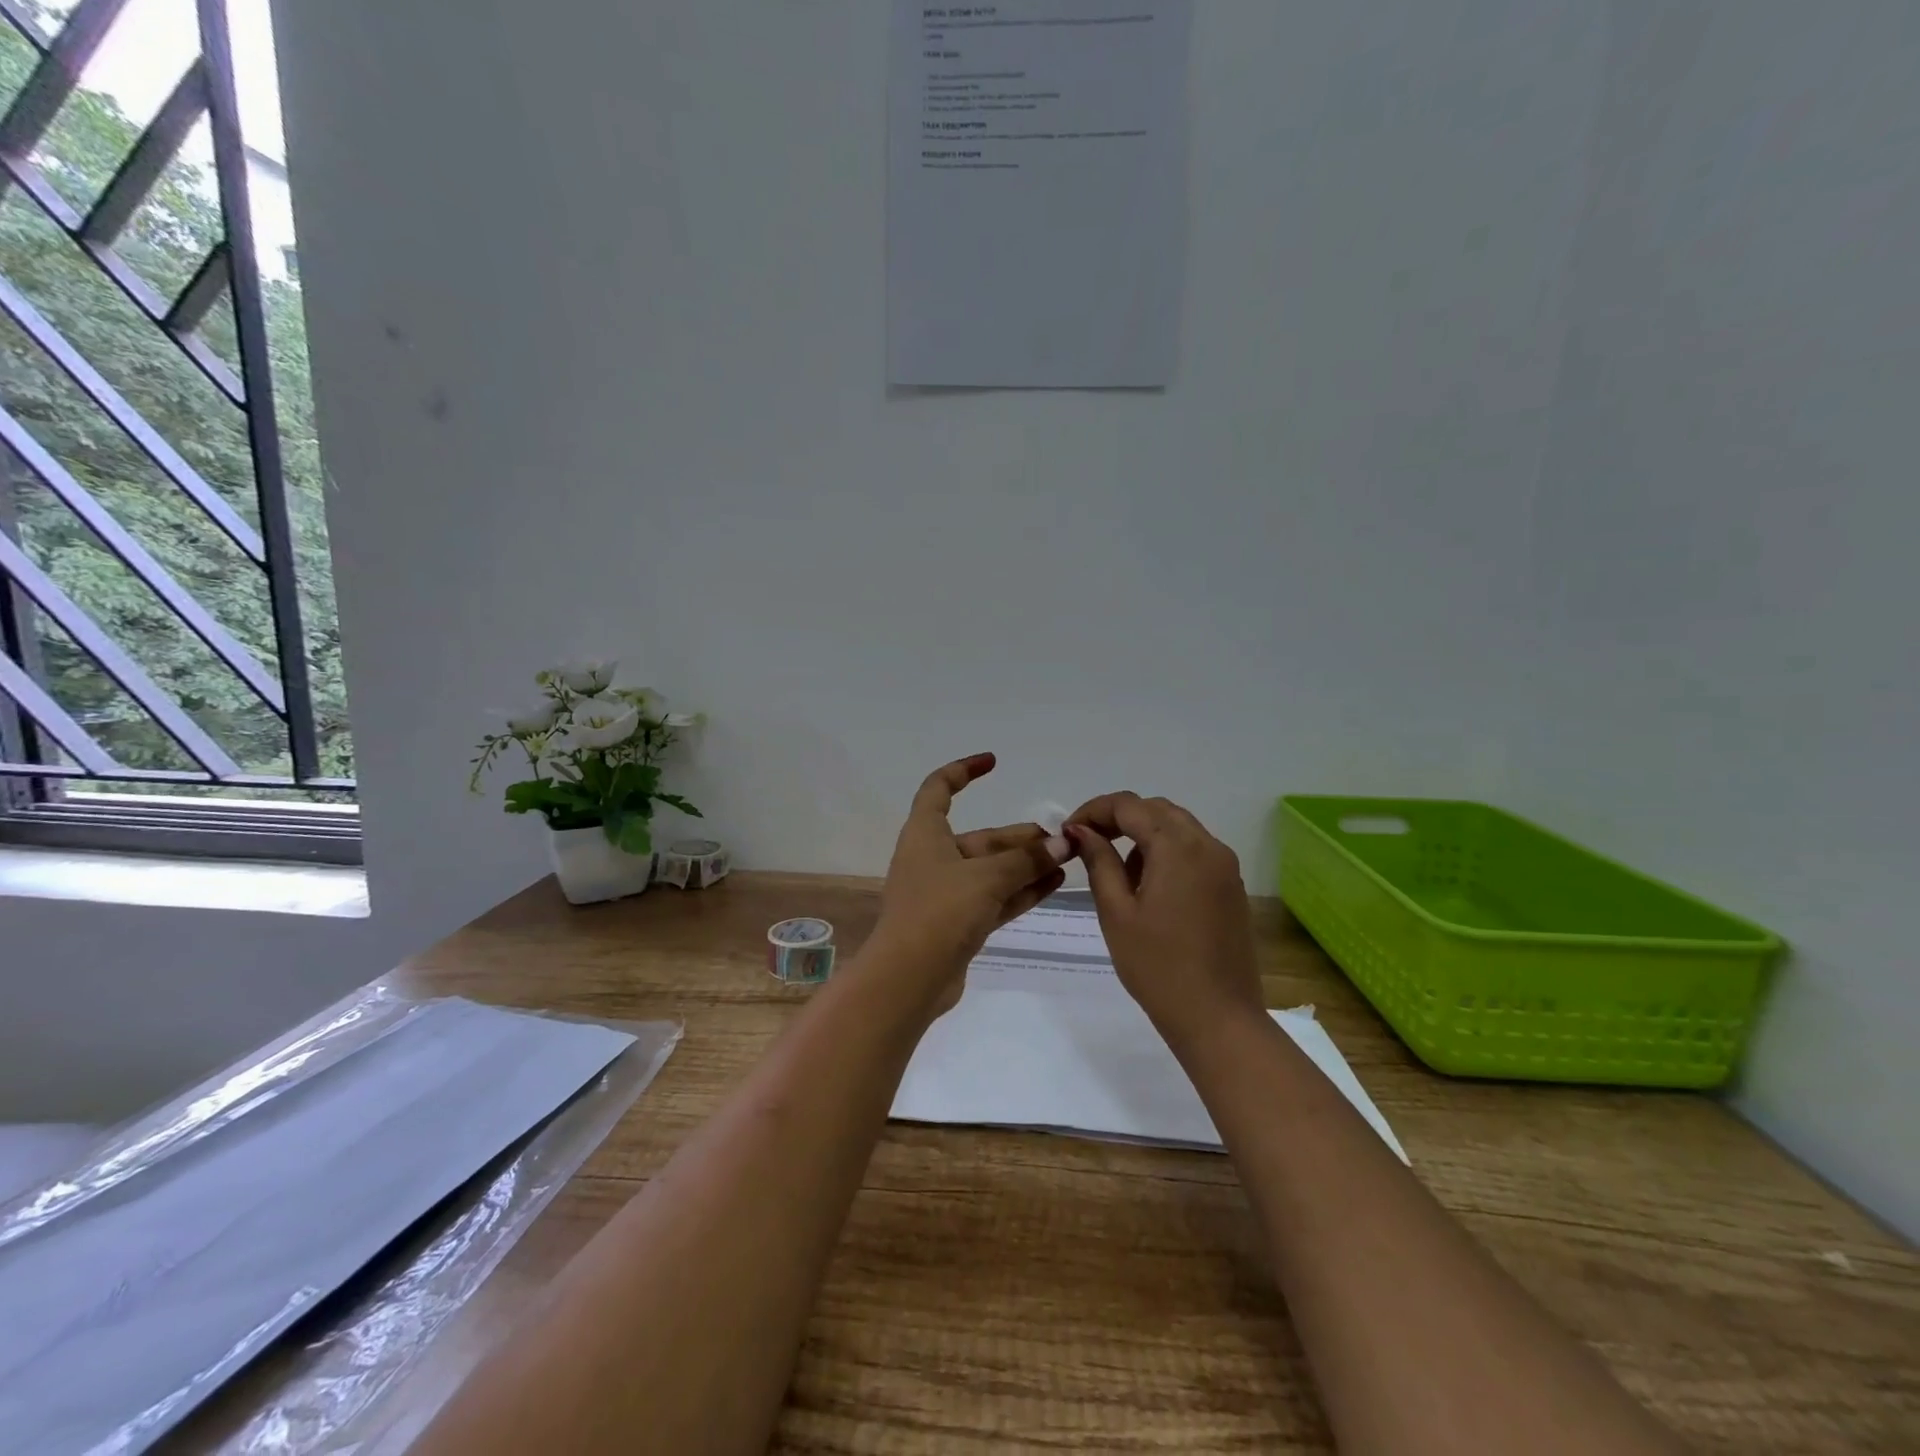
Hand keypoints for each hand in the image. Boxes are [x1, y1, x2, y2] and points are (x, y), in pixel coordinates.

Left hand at [872, 754, 1071, 1014]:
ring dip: (1026, 865)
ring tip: (1066, 858)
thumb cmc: (940, 911)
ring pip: (991, 870)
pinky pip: (994, 898)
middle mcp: (932, 858)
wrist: (909, 978)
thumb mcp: (986, 878)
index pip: (938, 788)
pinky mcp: (957, 923)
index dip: (963, 771)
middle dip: (1019, 837)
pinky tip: (1054, 884)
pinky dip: (1020, 890)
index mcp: (925, 834)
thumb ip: (1026, 860)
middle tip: (1061, 838)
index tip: (993, 762)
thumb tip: (1062, 843)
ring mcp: (945, 893)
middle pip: (980, 838)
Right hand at [1064, 793, 1264, 1050]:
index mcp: (1177, 848)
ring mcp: (1225, 866)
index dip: (1094, 810)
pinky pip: (1195, 850)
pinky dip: (1167, 852)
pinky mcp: (1231, 887)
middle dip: (1120, 818)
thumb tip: (1081, 830)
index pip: (1129, 806)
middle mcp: (1207, 846)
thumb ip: (1099, 862)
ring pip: (1178, 827)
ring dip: (1144, 834)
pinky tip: (1149, 888)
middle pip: (1157, 809)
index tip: (1069, 831)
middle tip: (1088, 843)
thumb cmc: (1158, 967)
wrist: (1218, 1019)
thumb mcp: (1116, 912)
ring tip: (1118, 871)